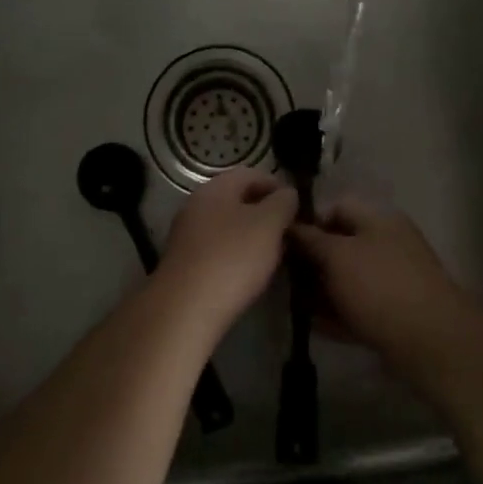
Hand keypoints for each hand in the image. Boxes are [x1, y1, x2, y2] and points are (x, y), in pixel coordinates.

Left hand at [157, 170, 297, 333]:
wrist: (185, 310)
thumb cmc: (232, 258)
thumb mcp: (269, 225)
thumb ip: (283, 203)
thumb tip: (287, 194)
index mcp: (215, 188)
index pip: (251, 174)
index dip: (277, 186)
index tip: (298, 207)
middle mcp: (196, 205)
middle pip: (237, 200)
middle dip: (265, 213)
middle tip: (288, 233)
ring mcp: (187, 235)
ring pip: (227, 226)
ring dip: (251, 236)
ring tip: (274, 256)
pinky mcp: (184, 263)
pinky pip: (217, 250)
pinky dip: (236, 256)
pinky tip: (248, 275)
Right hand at [287, 198, 474, 373]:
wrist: (431, 342)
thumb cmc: (379, 287)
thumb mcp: (337, 256)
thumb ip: (310, 240)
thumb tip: (289, 226)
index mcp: (379, 220)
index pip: (337, 208)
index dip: (308, 221)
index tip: (282, 243)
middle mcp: (388, 244)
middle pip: (341, 245)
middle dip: (312, 262)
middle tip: (285, 279)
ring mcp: (394, 280)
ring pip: (349, 278)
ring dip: (322, 290)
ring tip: (296, 306)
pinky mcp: (396, 313)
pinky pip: (360, 306)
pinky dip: (339, 313)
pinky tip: (317, 326)